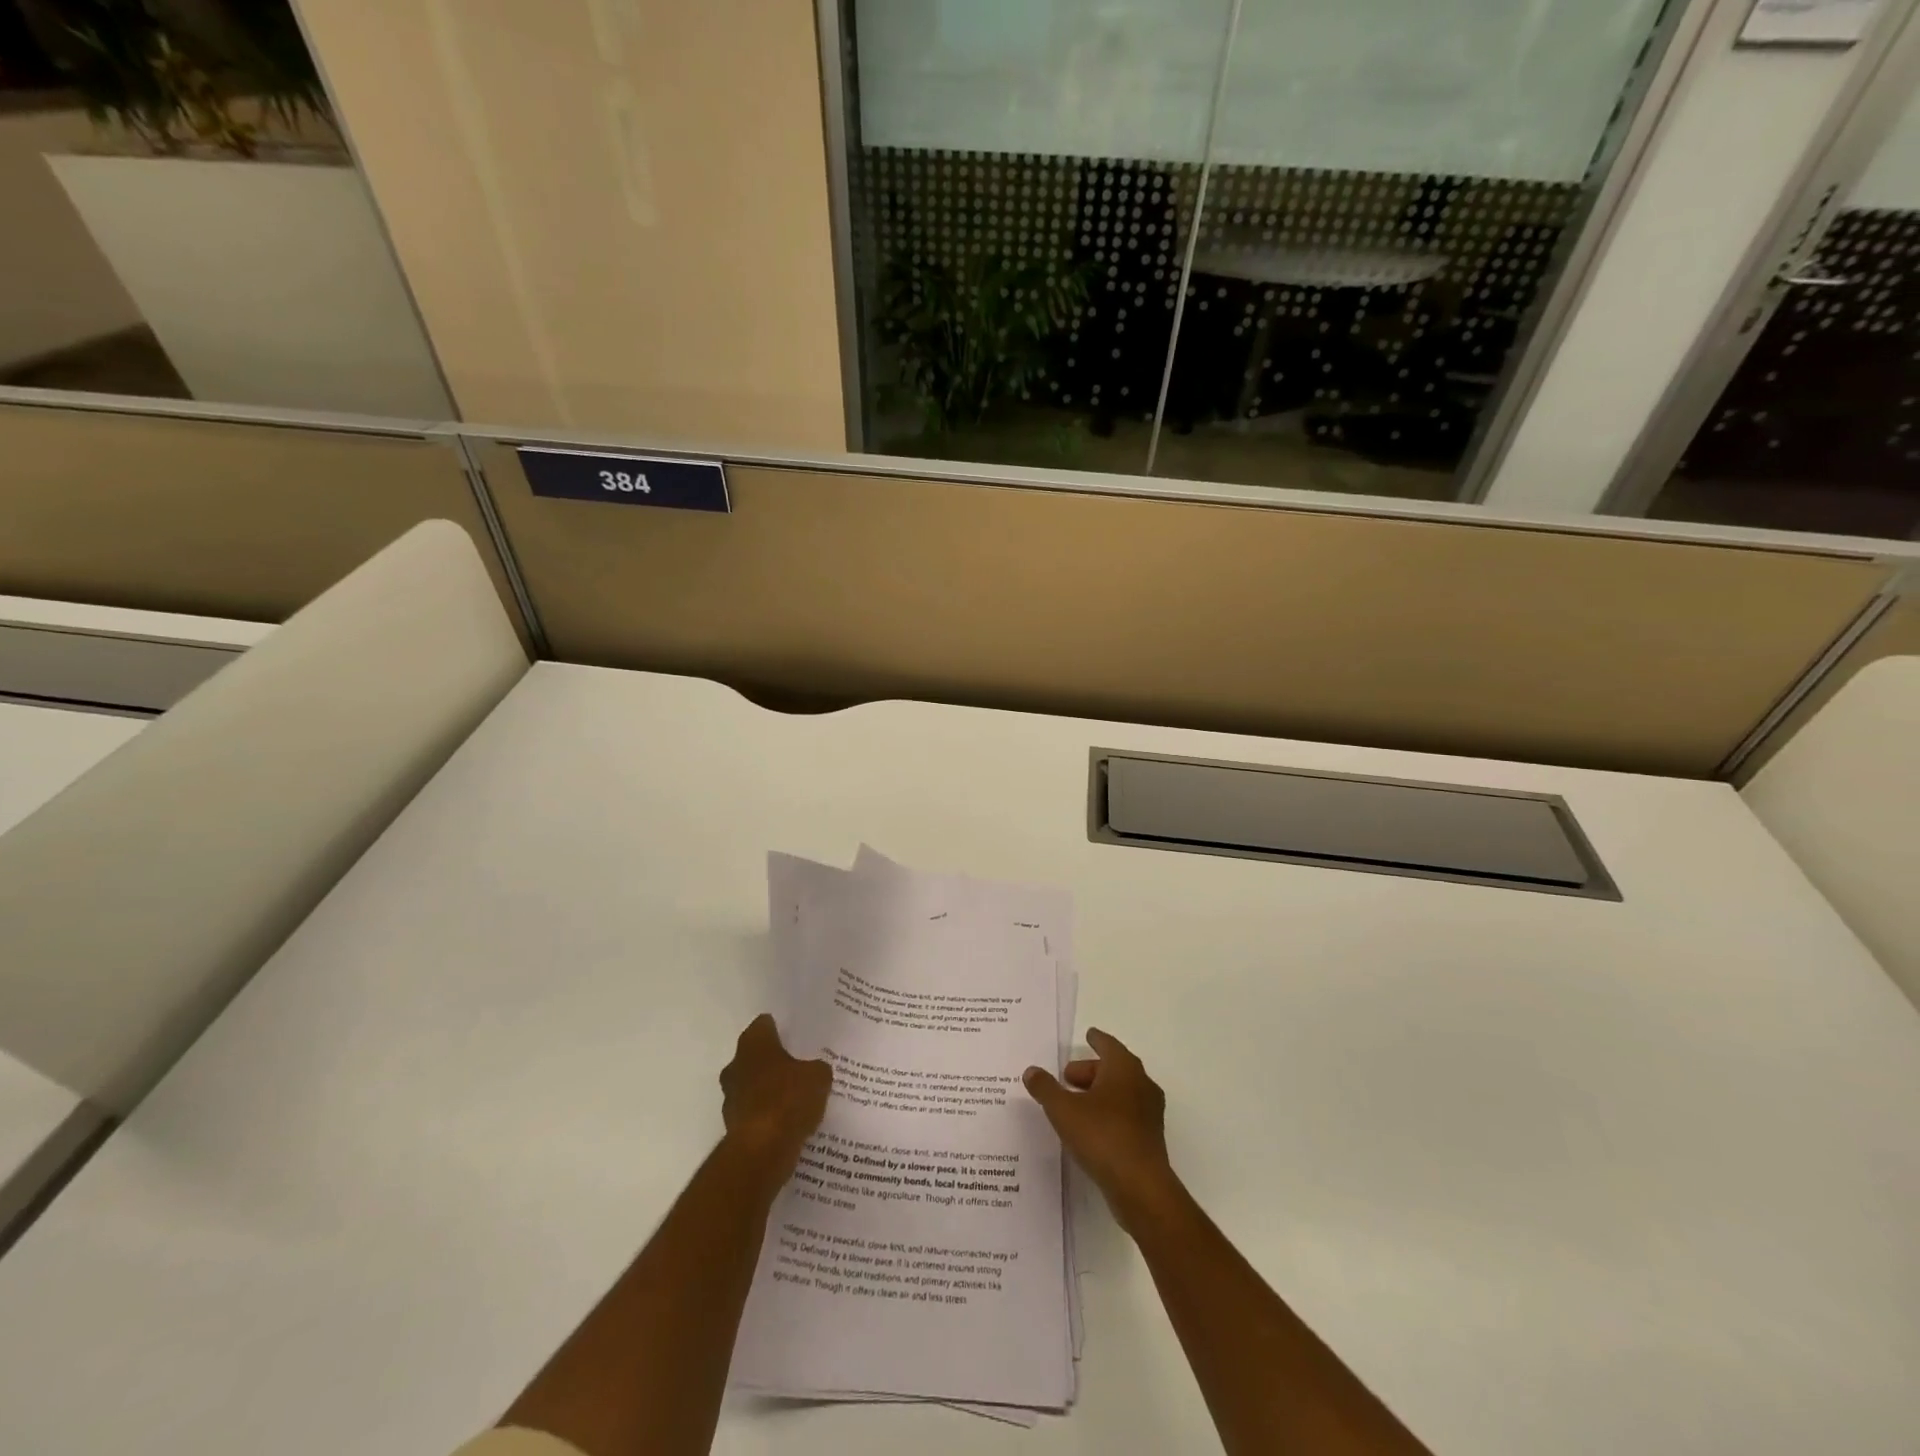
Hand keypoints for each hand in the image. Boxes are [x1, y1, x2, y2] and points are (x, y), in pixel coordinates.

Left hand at [719, 1014, 831, 1184]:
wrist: (761, 1151)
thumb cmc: (788, 1100)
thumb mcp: (818, 1077)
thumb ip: (817, 1069)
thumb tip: (815, 1071)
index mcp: (753, 1044)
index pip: (764, 1025)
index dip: (781, 1029)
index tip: (798, 1036)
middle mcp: (736, 1066)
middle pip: (756, 1056)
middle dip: (775, 1061)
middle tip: (801, 1066)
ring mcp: (731, 1098)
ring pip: (754, 1086)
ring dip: (770, 1091)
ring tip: (798, 1098)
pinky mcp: (733, 1127)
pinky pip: (755, 1113)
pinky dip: (768, 1116)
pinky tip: (789, 1123)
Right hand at [1024, 1028, 1177, 1232]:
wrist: (1140, 1187)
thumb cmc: (1102, 1136)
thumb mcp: (1063, 1109)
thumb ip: (1045, 1088)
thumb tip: (1031, 1071)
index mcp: (1124, 1068)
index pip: (1108, 1045)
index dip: (1096, 1040)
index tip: (1089, 1035)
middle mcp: (1141, 1084)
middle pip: (1114, 1069)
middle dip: (1090, 1071)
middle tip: (1067, 1077)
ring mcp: (1148, 1113)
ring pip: (1121, 1093)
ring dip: (1098, 1093)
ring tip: (1073, 1104)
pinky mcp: (1149, 1139)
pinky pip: (1125, 1115)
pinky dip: (1108, 1113)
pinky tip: (1089, 1129)